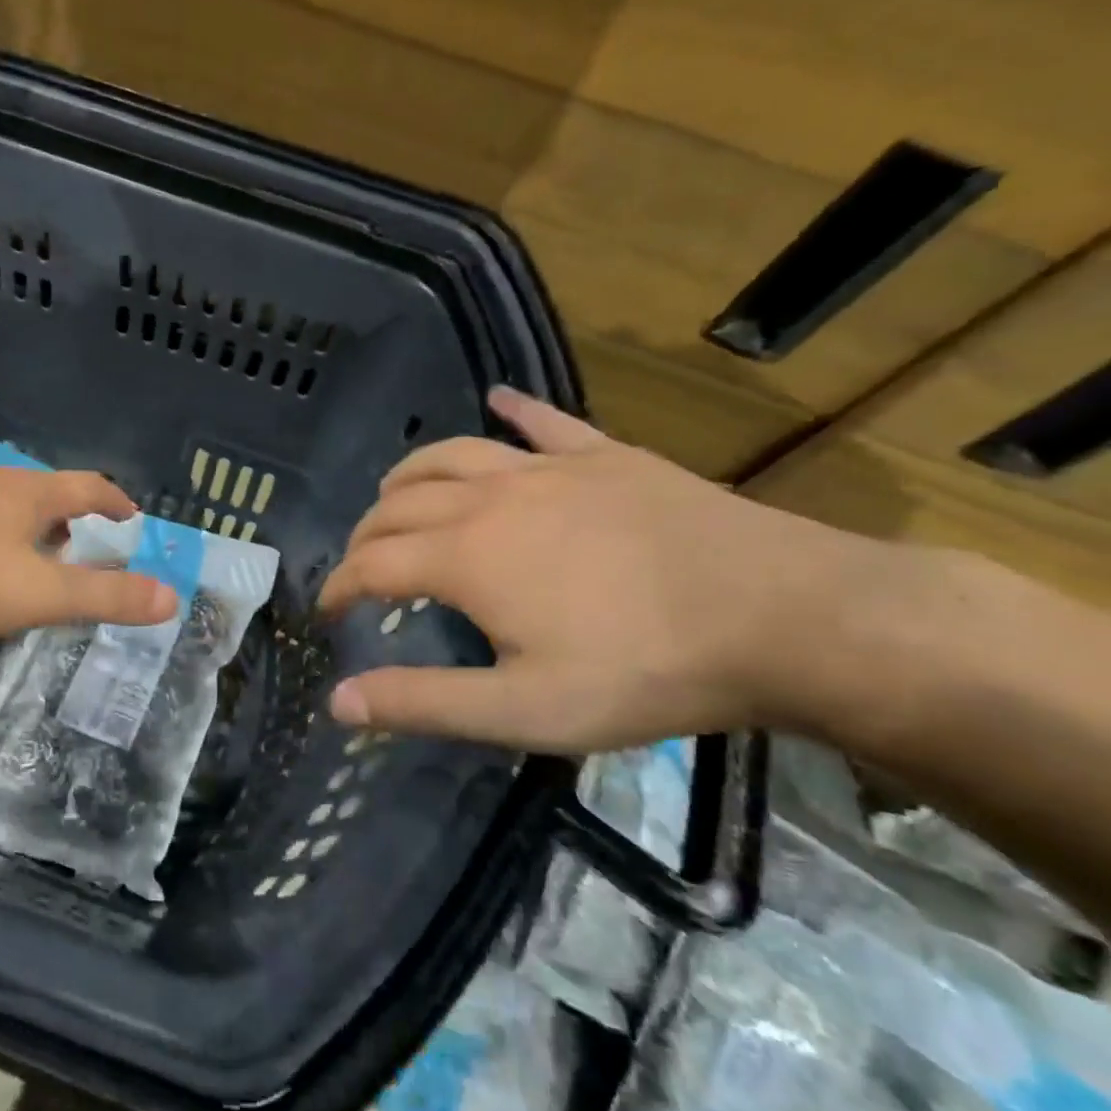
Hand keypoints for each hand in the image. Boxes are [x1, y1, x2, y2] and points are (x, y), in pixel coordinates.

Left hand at [0, 467, 177, 637]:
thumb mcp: (38, 593)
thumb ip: (105, 597)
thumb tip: (171, 597)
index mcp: (31, 494)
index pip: (89, 487)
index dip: (115, 502)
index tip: (130, 516)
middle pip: (44, 492)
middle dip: (68, 518)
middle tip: (77, 548)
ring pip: (1, 503)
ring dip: (25, 527)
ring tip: (25, 558)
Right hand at [317, 388, 879, 751]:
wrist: (783, 616)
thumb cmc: (644, 670)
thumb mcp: (524, 709)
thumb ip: (424, 703)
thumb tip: (338, 701)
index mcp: (464, 556)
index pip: (373, 563)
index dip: (339, 586)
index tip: (326, 610)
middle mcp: (490, 498)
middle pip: (400, 504)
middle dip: (365, 534)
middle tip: (359, 564)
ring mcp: (549, 469)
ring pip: (452, 454)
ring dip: (409, 473)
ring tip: (394, 494)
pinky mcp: (604, 456)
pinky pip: (544, 422)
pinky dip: (512, 411)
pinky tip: (497, 400)